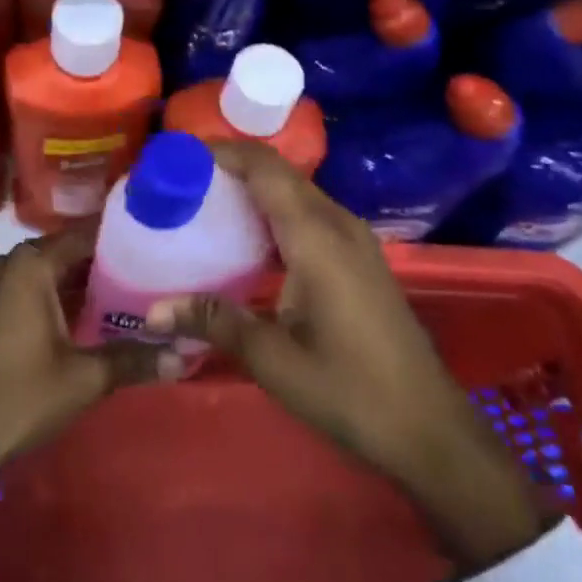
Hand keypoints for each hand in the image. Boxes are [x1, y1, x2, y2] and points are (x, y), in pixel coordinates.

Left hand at [0, 225, 170, 517]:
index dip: (120, 239)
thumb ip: (135, 358)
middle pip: (65, 251)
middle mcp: (7, 263)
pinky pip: (27, 287)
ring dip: (79, 281)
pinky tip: (87, 315)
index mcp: (30, 265)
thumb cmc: (23, 397)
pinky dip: (55, 295)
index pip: (84, 235)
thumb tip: (186, 354)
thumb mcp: (86, 377)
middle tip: (148, 272)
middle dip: (103, 262)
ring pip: (46, 271)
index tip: (153, 242)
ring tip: (126, 292)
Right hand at [148, 142, 548, 573]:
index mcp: (316, 237)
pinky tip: (247, 240)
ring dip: (253, 188)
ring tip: (205, 202)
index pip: (265, 168)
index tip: (180, 154)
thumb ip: (214, 321)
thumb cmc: (351, 391)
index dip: (223, 151)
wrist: (430, 429)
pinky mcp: (359, 258)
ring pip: (296, 192)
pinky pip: (309, 214)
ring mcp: (354, 240)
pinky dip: (273, 211)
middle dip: (231, 166)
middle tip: (183, 180)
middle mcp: (338, 224)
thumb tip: (152, 311)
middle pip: (279, 174)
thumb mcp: (273, 360)